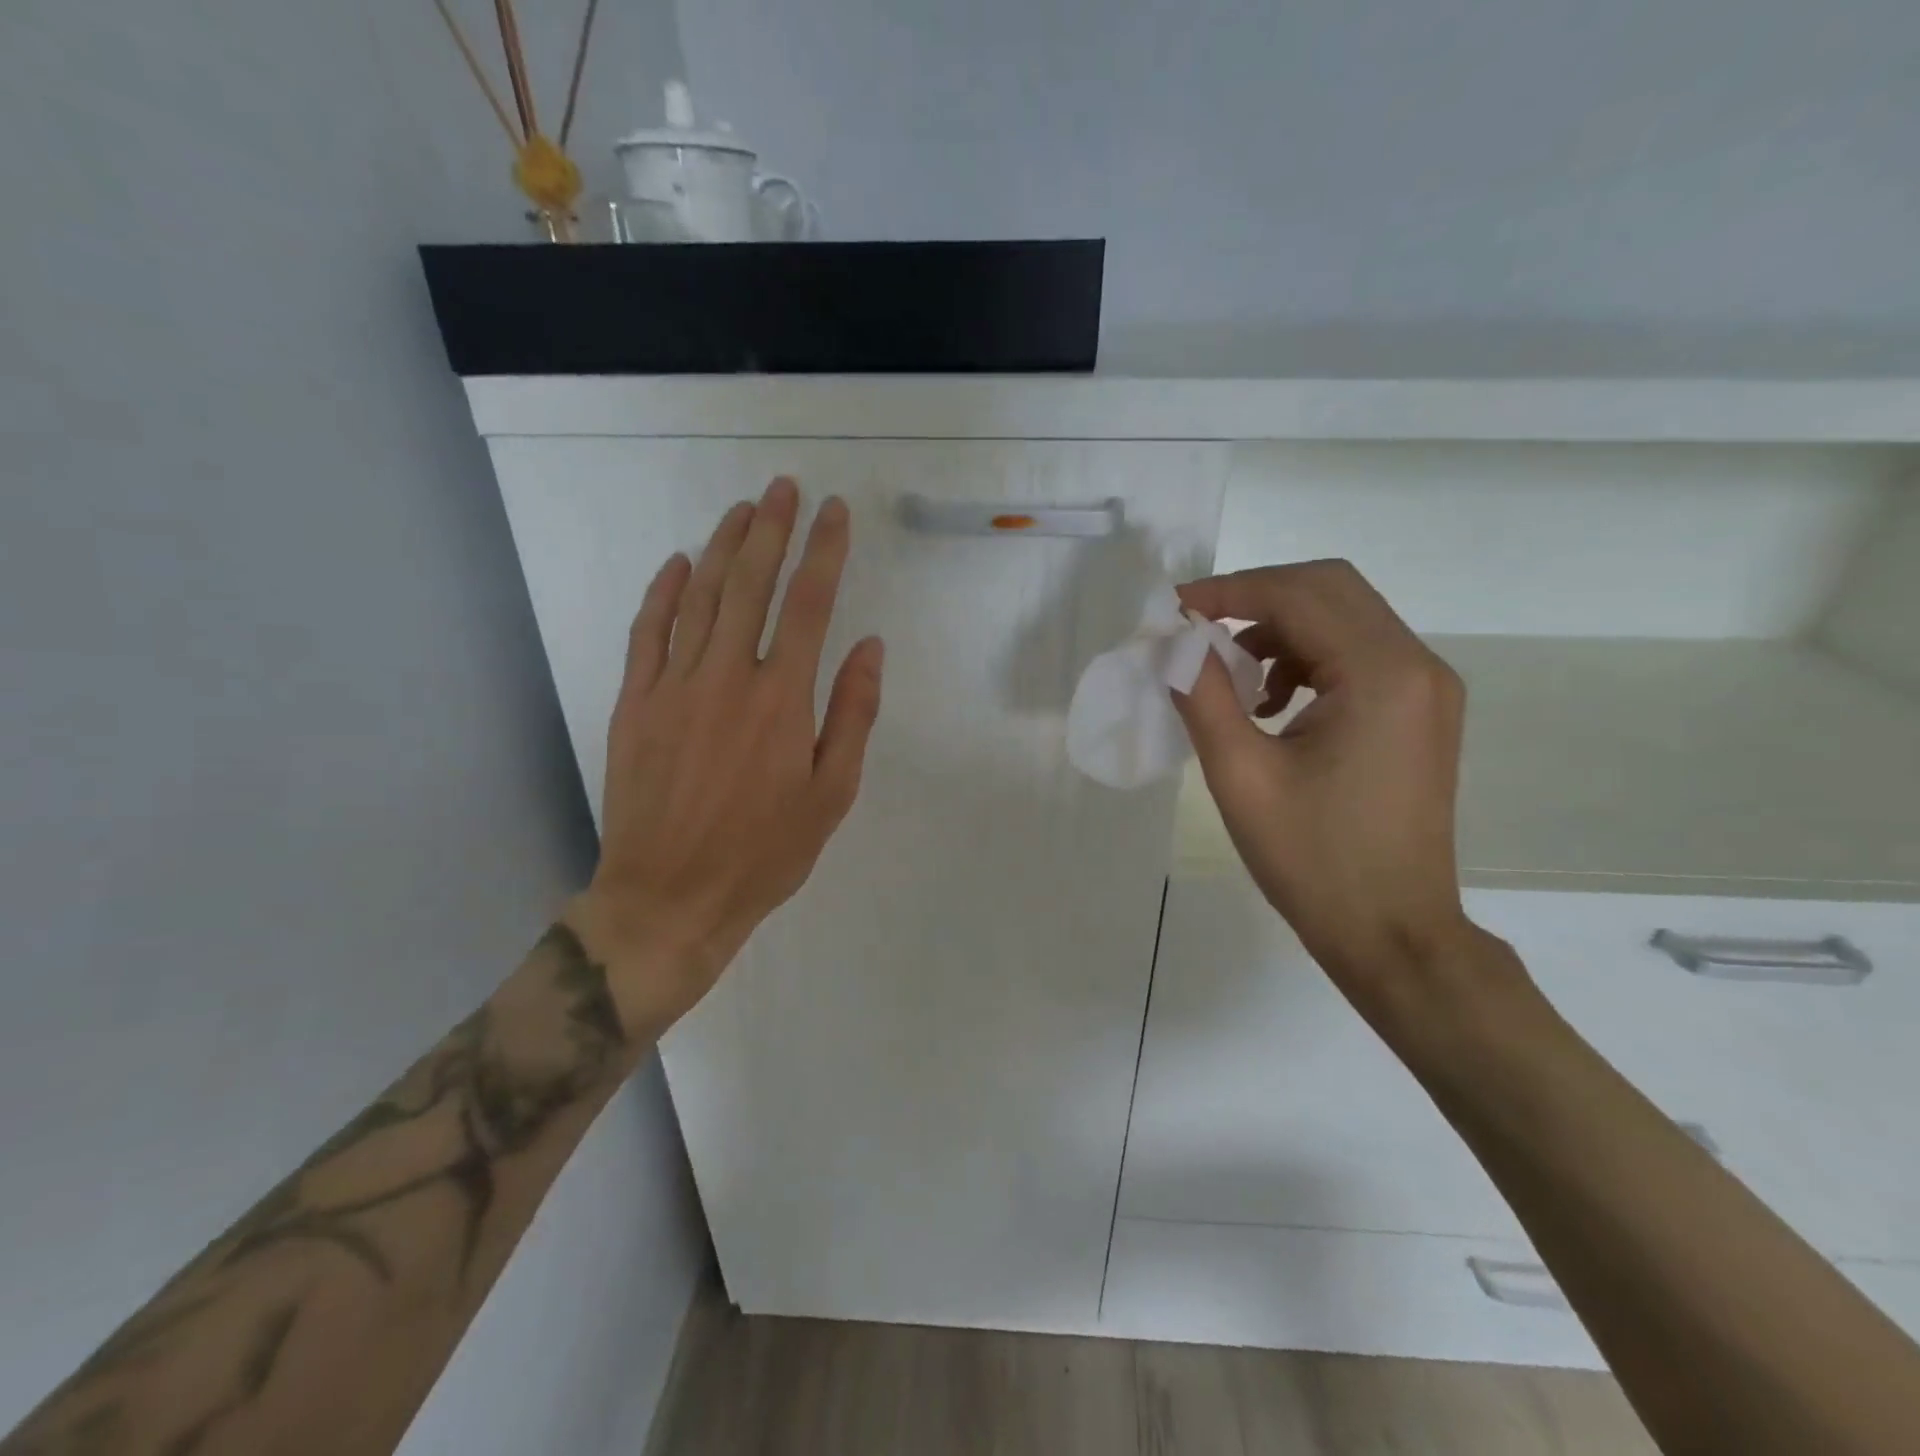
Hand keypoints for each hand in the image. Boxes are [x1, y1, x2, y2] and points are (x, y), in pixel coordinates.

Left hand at [568, 477, 883, 1030]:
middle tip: (784, 488)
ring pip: (700, 598)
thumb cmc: (764, 853)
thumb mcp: (831, 794)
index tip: (835, 512)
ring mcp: (674, 686)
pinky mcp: (634, 703)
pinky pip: (648, 632)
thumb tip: (869, 646)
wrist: (670, 897)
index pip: (810, 605)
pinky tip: (678, 564)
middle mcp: (728, 677)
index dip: (825, 552)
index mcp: (783, 700)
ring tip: (743, 510)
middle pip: (752, 585)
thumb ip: (853, 714)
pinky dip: (663, 593)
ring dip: (723, 548)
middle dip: (772, 530)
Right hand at [1173, 560, 1475, 1008]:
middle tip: (1196, 630)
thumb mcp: (1240, 775)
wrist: (1393, 934)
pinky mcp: (1420, 711)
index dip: (1227, 592)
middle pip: (1329, 589)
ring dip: (1279, 629)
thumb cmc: (1313, 861)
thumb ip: (1201, 694)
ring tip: (1231, 679)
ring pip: (1344, 617)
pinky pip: (1357, 654)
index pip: (1298, 594)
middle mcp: (1417, 665)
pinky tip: (1271, 703)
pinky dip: (1305, 658)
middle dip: (1254, 598)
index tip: (1171, 611)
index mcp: (1381, 675)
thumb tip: (1170, 640)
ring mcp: (1426, 688)